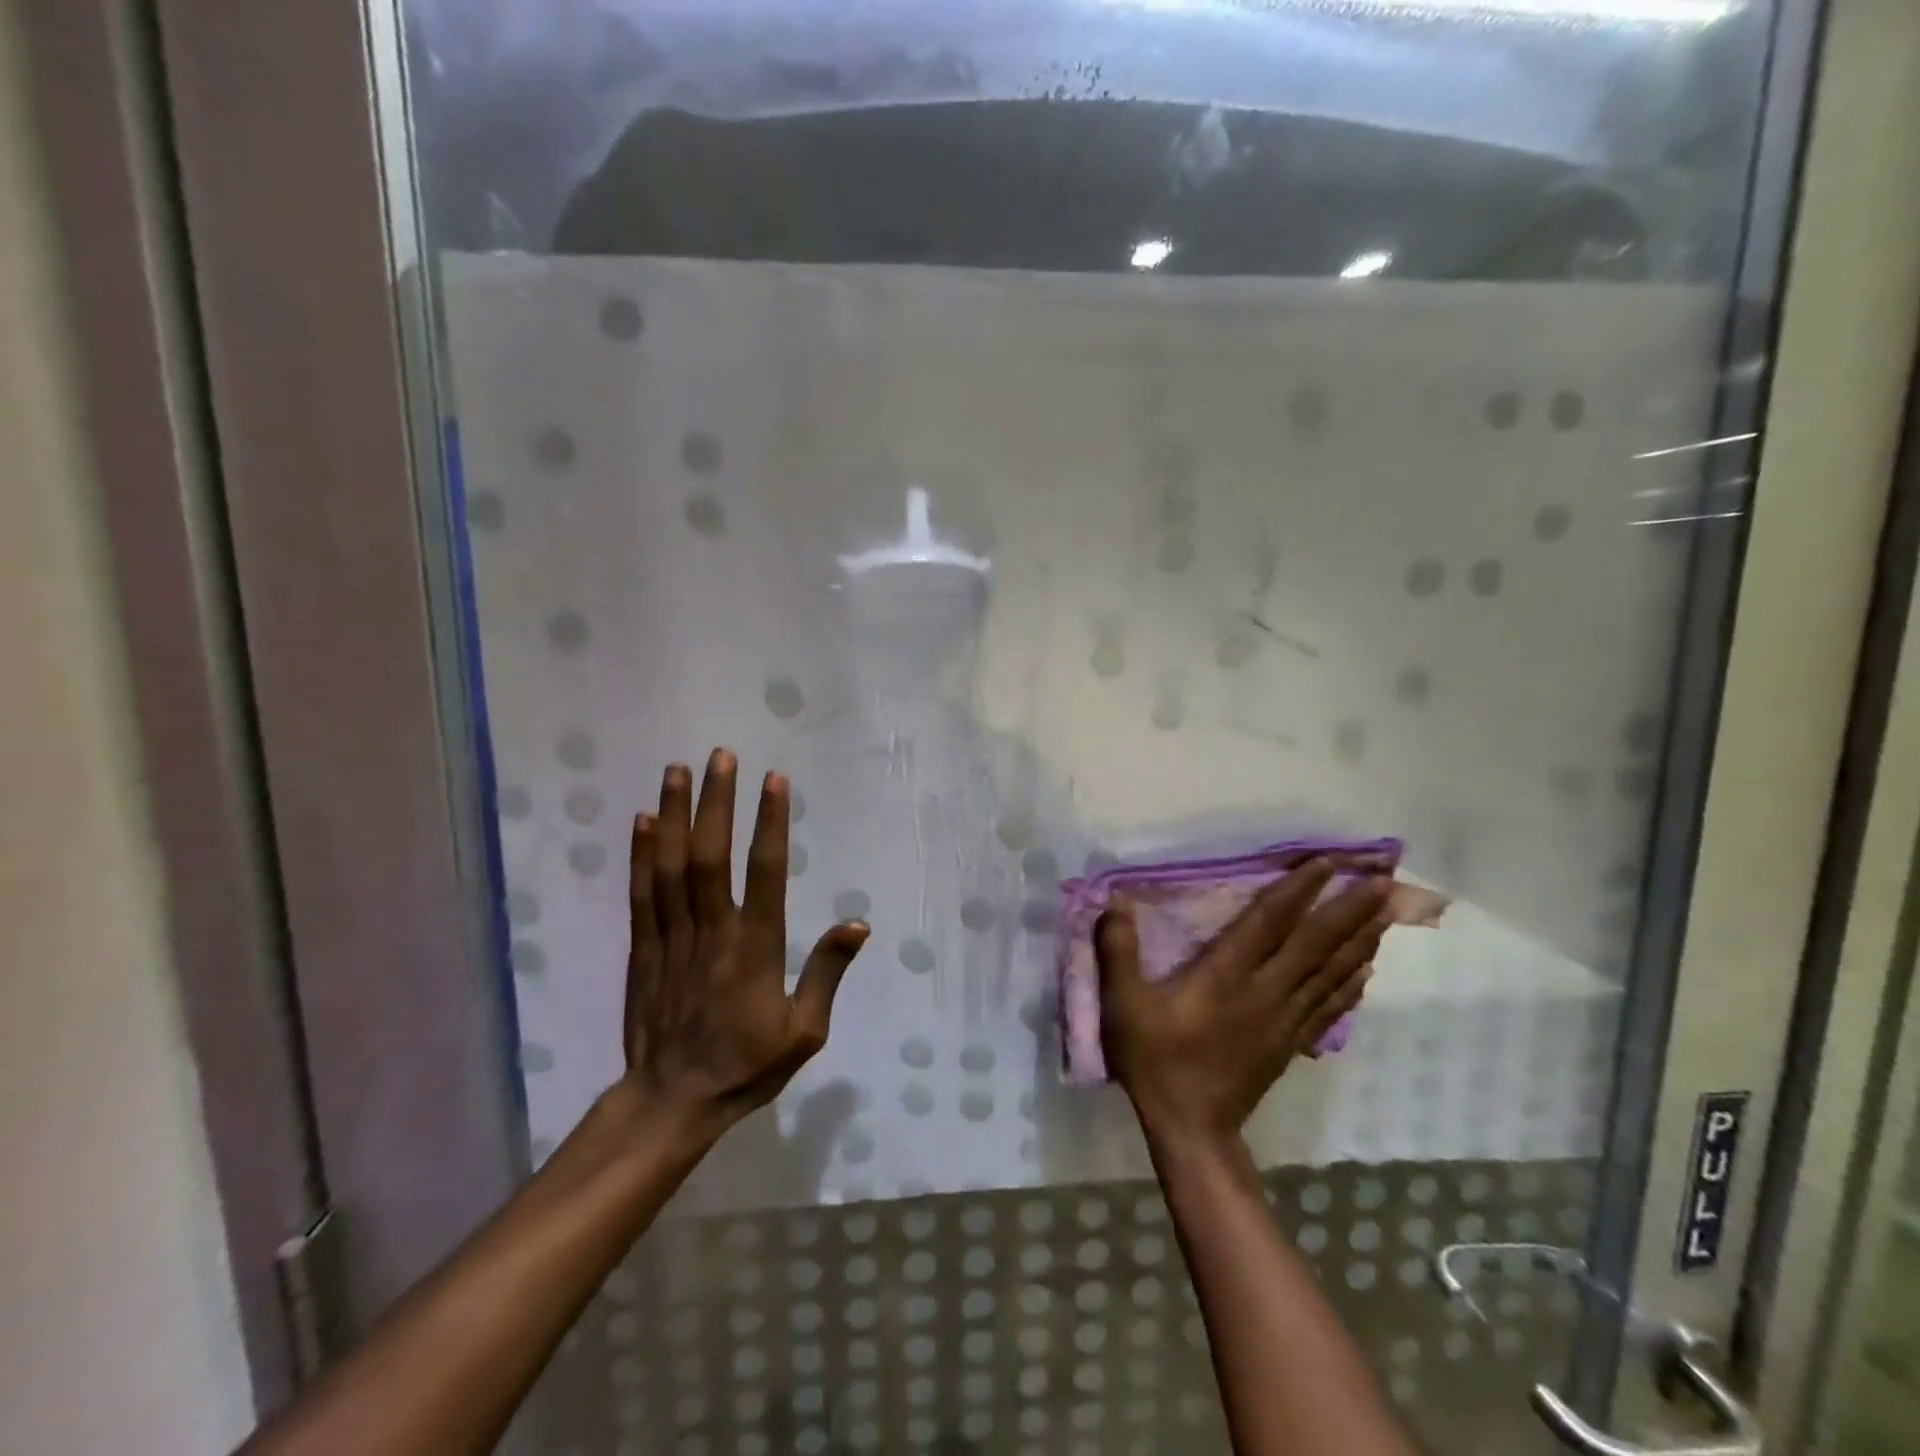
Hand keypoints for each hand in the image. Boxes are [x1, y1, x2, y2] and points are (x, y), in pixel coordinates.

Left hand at [624, 749, 868, 1135]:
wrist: (673, 1102)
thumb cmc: (747, 1065)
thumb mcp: (805, 1031)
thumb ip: (827, 973)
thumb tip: (857, 923)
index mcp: (755, 948)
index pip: (765, 872)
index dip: (769, 823)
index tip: (773, 780)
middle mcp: (712, 932)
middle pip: (711, 856)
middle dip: (716, 801)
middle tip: (721, 756)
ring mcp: (672, 938)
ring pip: (671, 866)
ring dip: (674, 814)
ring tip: (677, 770)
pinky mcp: (643, 950)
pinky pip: (641, 895)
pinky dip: (641, 854)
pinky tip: (643, 820)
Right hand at [1096, 860, 1389, 1146]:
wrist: (1192, 1129)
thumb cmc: (1156, 1060)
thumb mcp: (1123, 1004)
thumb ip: (1118, 950)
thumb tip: (1116, 899)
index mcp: (1227, 975)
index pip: (1270, 921)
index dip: (1299, 888)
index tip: (1328, 860)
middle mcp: (1266, 991)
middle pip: (1316, 944)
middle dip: (1350, 909)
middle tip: (1383, 880)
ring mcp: (1285, 1019)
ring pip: (1331, 972)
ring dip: (1360, 940)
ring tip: (1386, 913)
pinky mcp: (1291, 1043)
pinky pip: (1329, 1006)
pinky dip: (1351, 983)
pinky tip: (1366, 970)